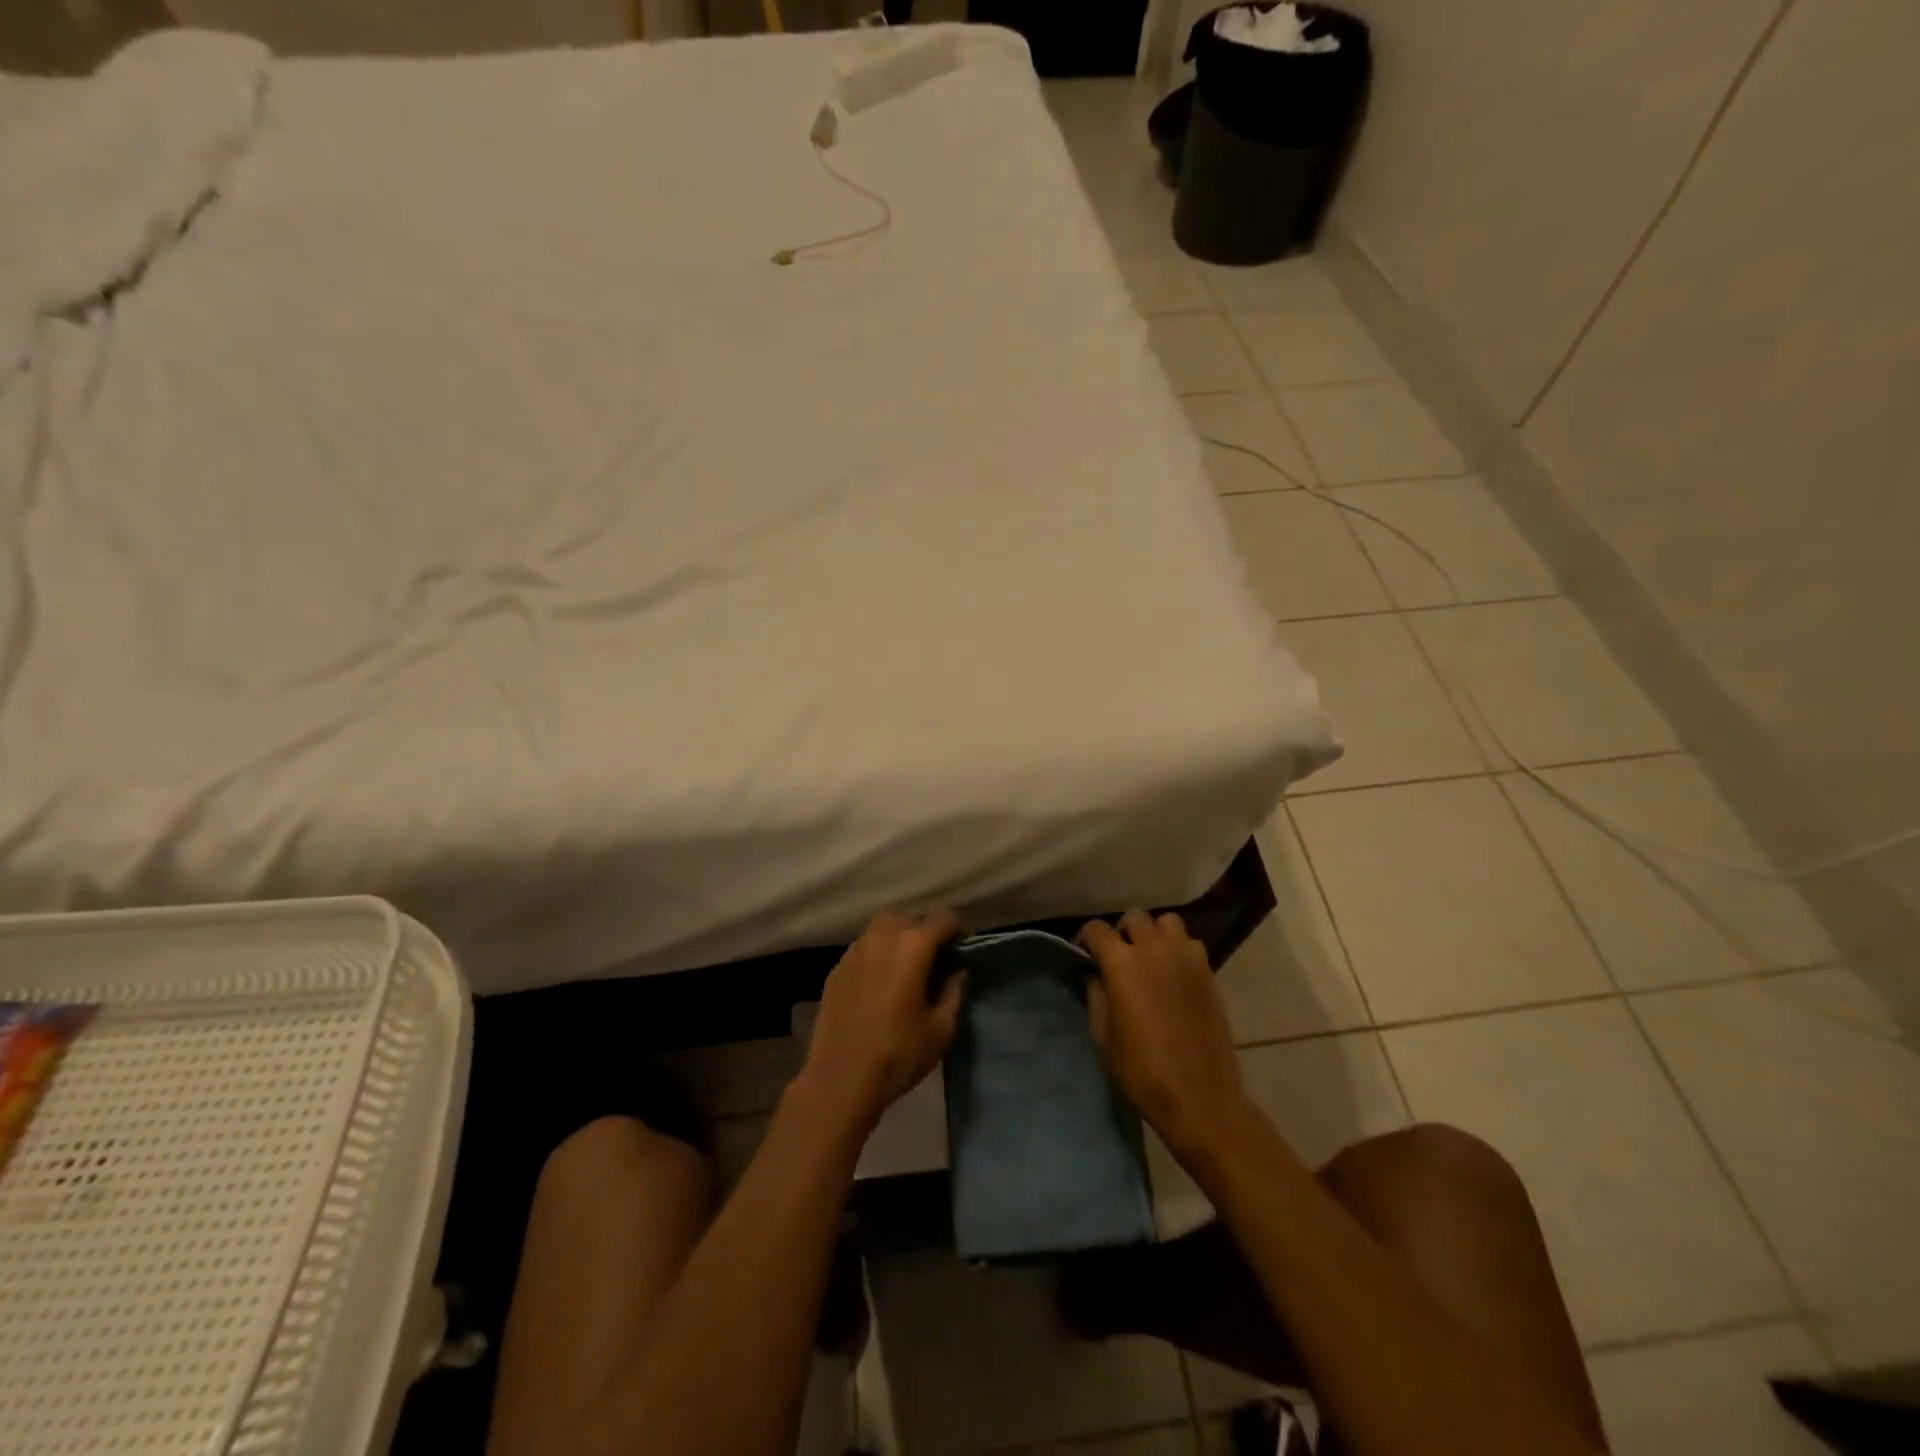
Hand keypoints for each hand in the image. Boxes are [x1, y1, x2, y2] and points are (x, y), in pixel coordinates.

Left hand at [797, 910, 965, 1137]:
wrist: (840, 1080)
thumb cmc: (898, 1054)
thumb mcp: (941, 1030)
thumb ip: (953, 992)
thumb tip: (956, 972)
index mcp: (912, 947)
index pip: (943, 919)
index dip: (958, 929)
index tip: (964, 947)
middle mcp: (882, 938)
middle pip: (908, 917)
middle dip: (924, 930)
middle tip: (935, 957)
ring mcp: (855, 951)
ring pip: (881, 928)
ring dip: (898, 938)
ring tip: (906, 966)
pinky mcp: (836, 969)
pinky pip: (863, 948)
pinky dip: (876, 954)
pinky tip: (879, 982)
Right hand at [1080, 911, 1252, 1164]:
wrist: (1199, 1097)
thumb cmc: (1142, 1071)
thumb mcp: (1103, 1036)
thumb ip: (1096, 996)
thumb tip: (1096, 975)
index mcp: (1122, 964)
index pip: (1097, 929)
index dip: (1086, 939)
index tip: (1084, 956)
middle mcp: (1154, 950)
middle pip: (1134, 917)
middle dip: (1121, 932)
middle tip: (1119, 957)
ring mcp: (1186, 958)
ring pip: (1167, 922)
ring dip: (1154, 934)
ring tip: (1150, 958)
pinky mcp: (1208, 972)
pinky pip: (1190, 944)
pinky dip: (1178, 949)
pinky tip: (1173, 974)